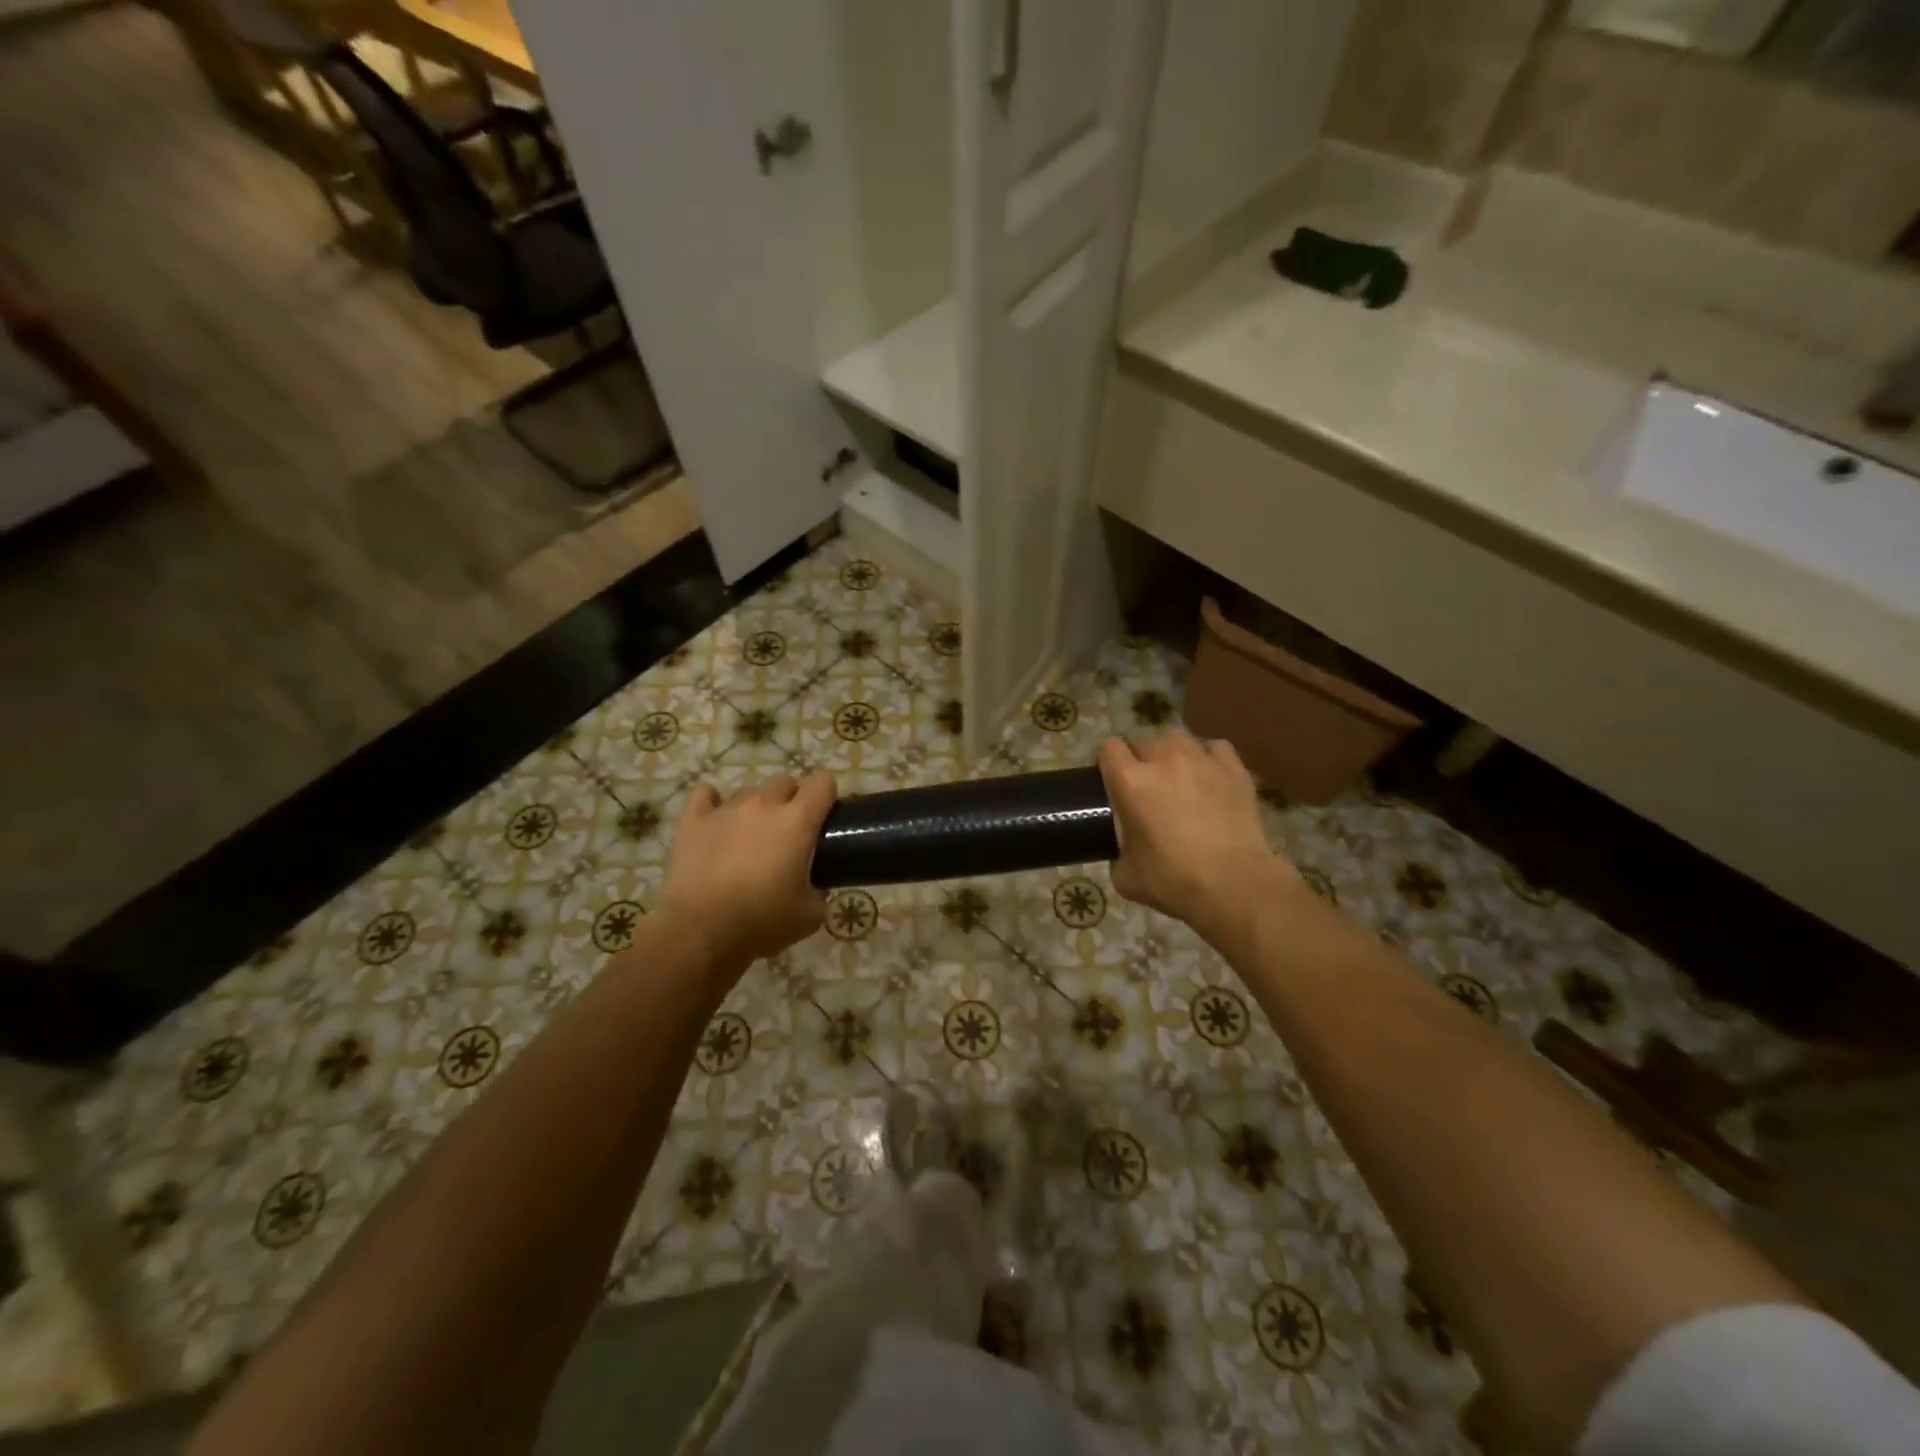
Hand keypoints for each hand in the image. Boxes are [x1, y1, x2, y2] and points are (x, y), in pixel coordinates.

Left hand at [657, 772, 836, 971]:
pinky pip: (706, 794)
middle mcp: (763, 804)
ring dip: (756, 807)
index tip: (825, 815)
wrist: (700, 931)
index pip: (822, 783)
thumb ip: (820, 891)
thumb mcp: (810, 915)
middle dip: (792, 800)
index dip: (827, 794)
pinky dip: (714, 803)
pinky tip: (717, 821)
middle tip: (789, 832)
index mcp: (797, 821)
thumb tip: (816, 888)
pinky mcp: (693, 819)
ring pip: (749, 792)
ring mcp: (726, 809)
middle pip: (785, 782)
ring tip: (750, 836)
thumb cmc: (761, 920)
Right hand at [1098, 732, 1296, 936]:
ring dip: (1172, 753)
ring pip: (1178, 738)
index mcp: (1130, 781)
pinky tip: (1209, 775)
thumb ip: (1118, 853)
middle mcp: (1163, 759)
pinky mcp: (1233, 768)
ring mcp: (1201, 759)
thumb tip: (1124, 852)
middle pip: (1143, 741)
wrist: (1234, 883)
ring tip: (1177, 775)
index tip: (1110, 777)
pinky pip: (1215, 748)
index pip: (1108, 748)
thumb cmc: (1173, 880)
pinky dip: (1207, 757)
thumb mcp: (1126, 876)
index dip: (1106, 760)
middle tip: (1145, 786)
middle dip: (1139, 758)